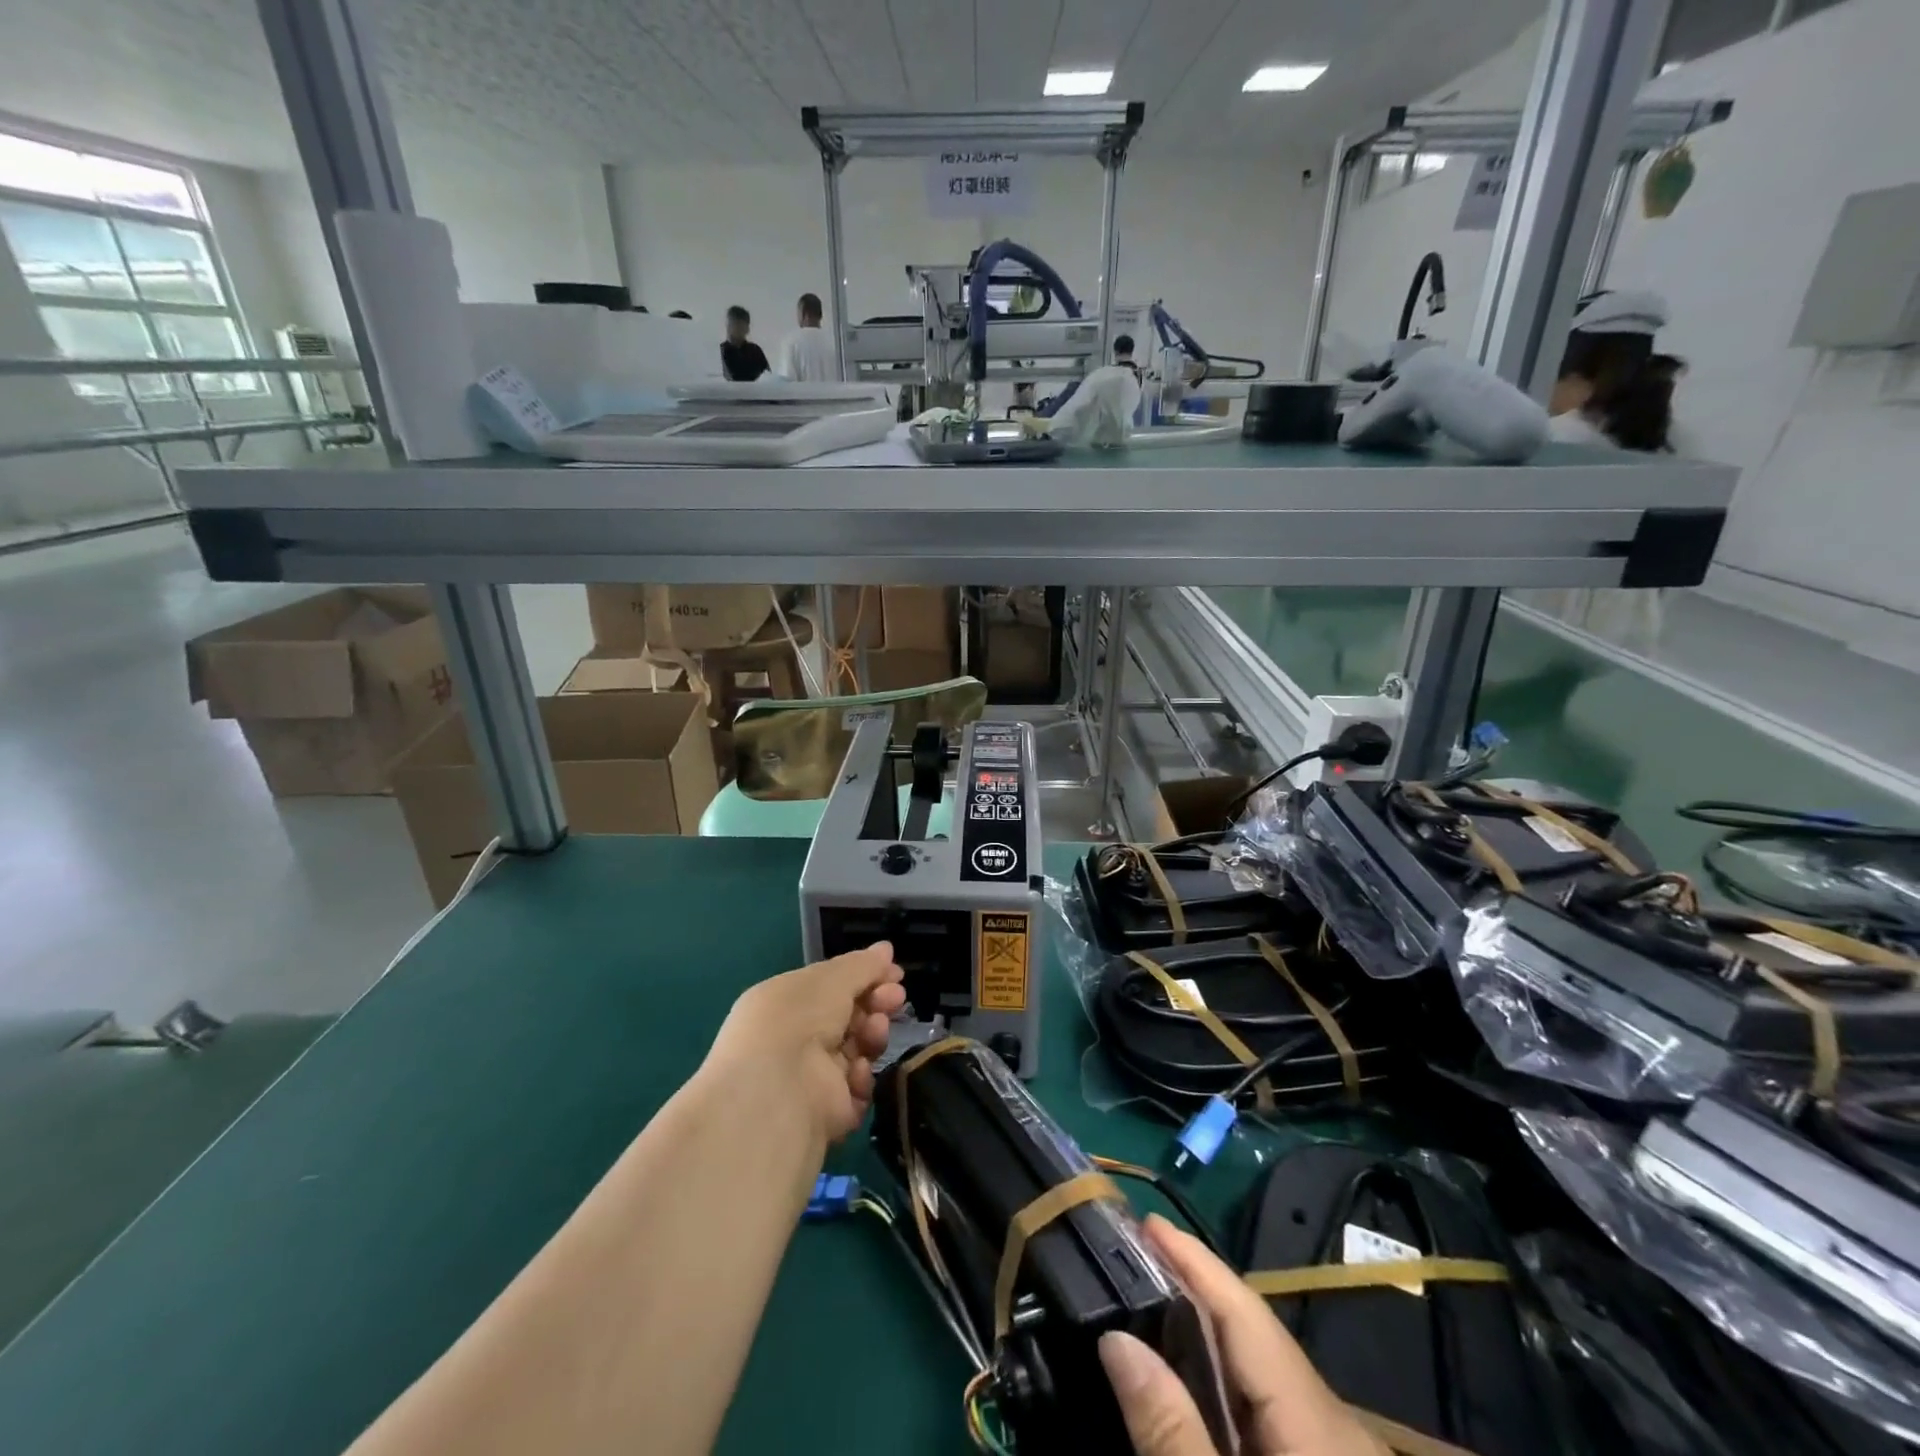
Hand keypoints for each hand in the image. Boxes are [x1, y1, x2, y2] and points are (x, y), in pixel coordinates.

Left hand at [703, 942, 905, 1141]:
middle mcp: (795, 1039)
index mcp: (786, 1003)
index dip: (865, 978)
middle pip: (849, 1017)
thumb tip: (886, 949)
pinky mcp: (826, 1112)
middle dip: (876, 1004)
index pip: (832, 987)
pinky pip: (857, 1088)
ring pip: (857, 1050)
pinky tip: (856, 1071)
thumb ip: (863, 965)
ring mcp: (811, 1077)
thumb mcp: (831, 978)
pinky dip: (861, 1077)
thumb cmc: (798, 1019)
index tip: (895, 974)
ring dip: (872, 1036)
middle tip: (896, 998)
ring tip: (874, 1031)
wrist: (778, 1090)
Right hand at [1099, 1216, 1388, 1455]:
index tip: (1145, 1219)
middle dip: (1192, 1288)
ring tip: (1149, 1301)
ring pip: (1262, 1370)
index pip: (1246, 1313)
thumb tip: (1115, 1338)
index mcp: (1319, 1426)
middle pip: (1253, 1334)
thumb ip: (1172, 1434)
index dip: (1195, 1261)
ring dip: (1205, 1333)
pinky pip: (1272, 1406)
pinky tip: (1193, 1380)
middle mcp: (1335, 1424)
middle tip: (1130, 1253)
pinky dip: (1226, 1378)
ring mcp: (1336, 1449)